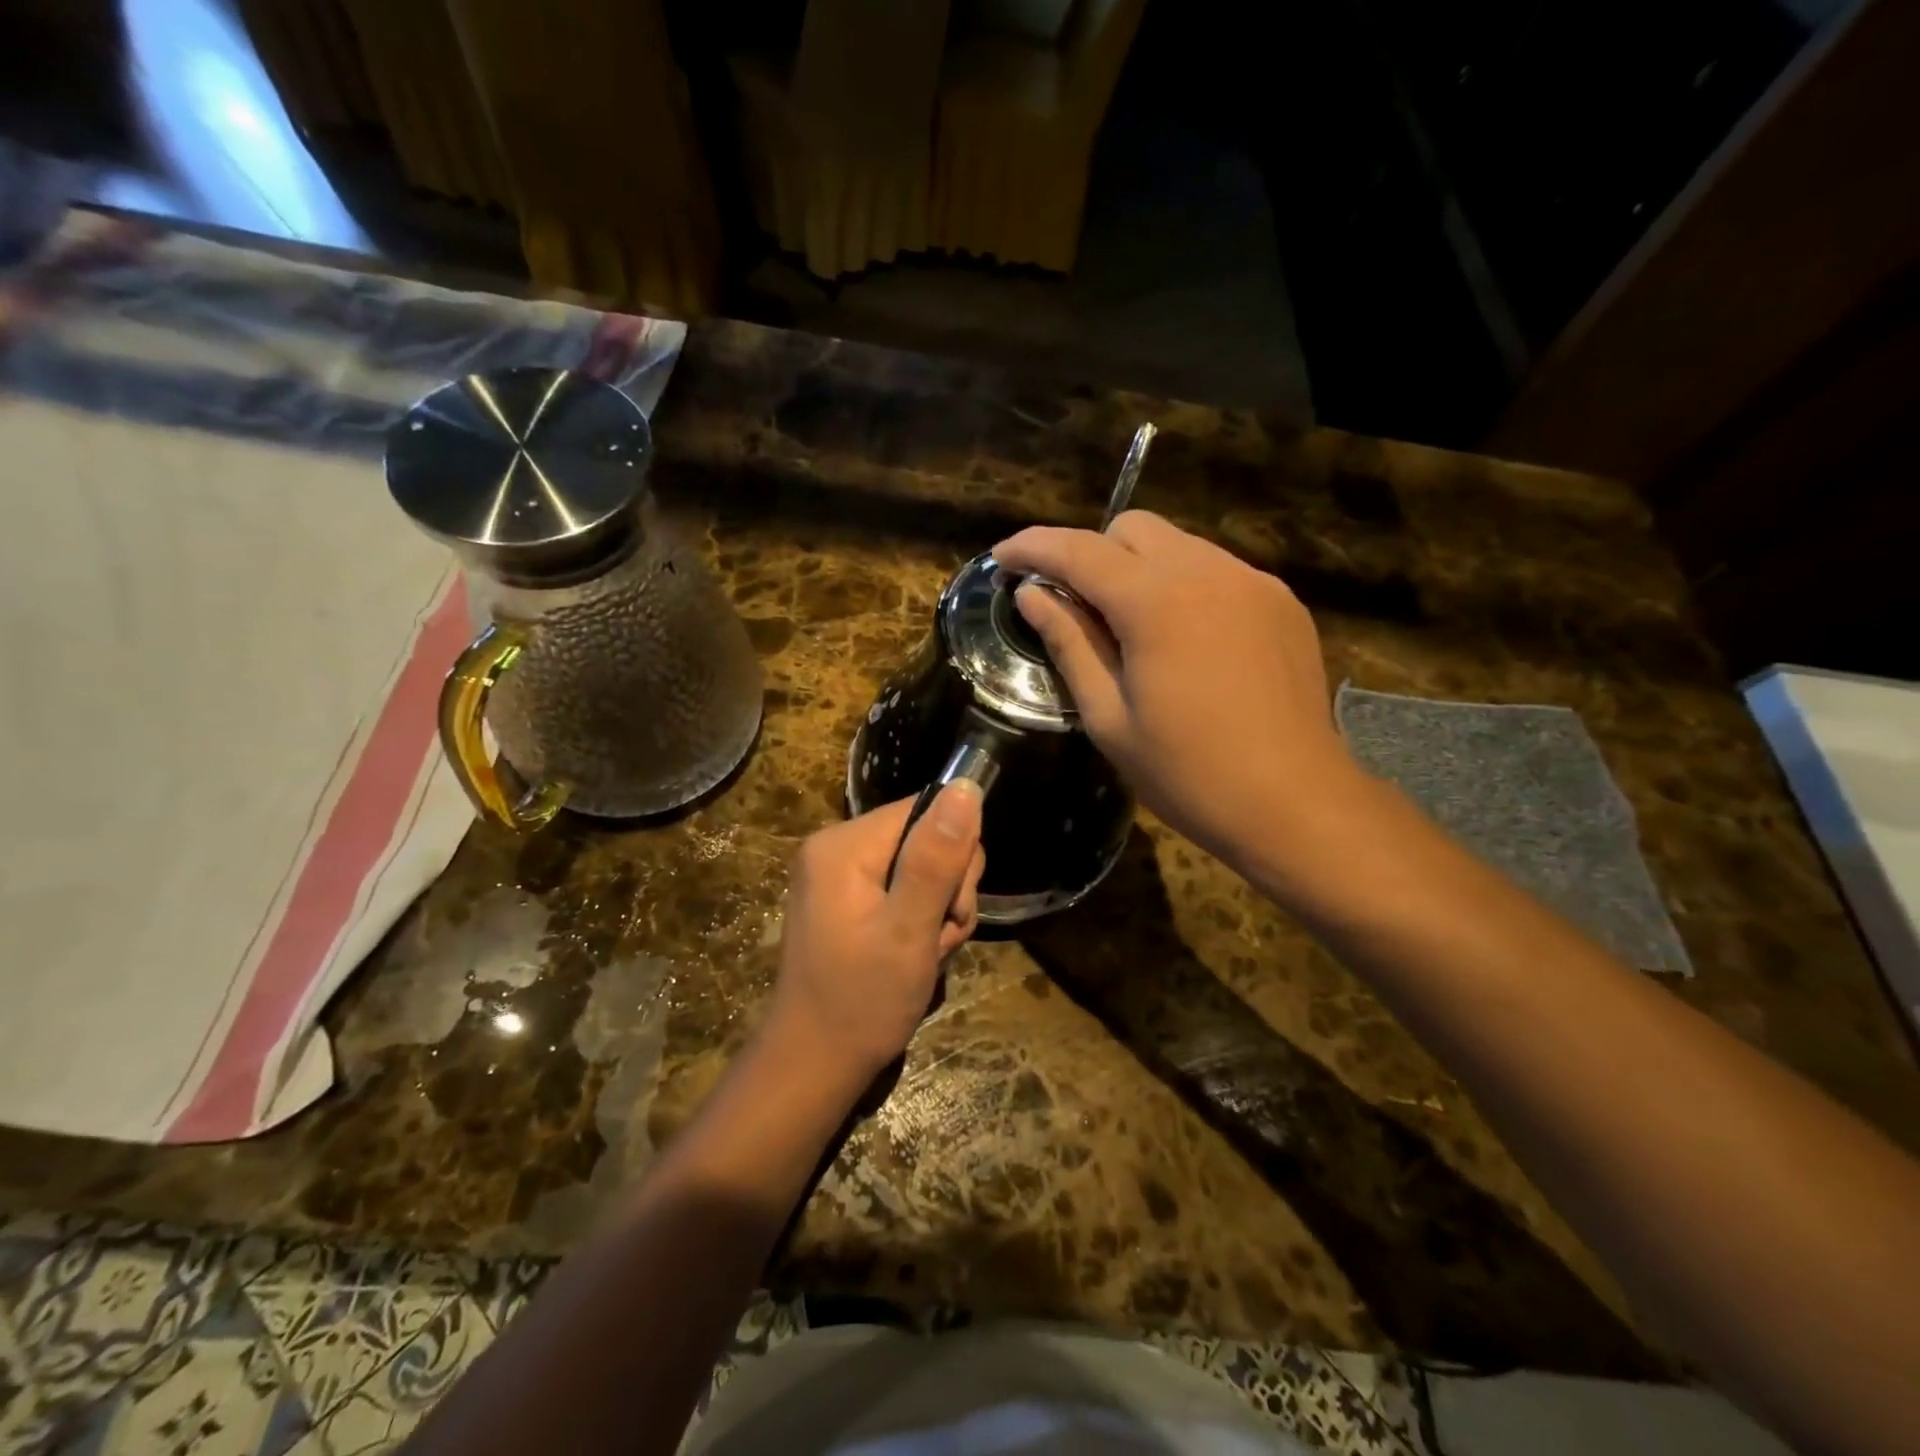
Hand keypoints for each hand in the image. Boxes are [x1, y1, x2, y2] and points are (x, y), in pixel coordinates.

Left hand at [764, 784, 985, 1083]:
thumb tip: (966, 786)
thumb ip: (937, 858)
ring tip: (924, 953)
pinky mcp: (846, 899)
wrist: (813, 1066)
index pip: (926, 810)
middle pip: (925, 837)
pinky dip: (919, 920)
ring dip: (939, 910)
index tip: (950, 908)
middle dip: (947, 890)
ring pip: (922, 867)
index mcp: (844, 845)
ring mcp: (838, 875)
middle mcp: (836, 848)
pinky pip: (902, 889)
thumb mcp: (910, 930)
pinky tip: (914, 955)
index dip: (954, 855)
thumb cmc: (862, 1002)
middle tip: (935, 938)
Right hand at [994, 511, 1366, 879]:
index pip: (1079, 551)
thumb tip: (1032, 596)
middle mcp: (1208, 571)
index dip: (1032, 548)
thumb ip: (1069, 644)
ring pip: (1177, 544)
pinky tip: (1185, 641)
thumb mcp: (1109, 717)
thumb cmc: (1188, 773)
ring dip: (1138, 569)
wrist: (1296, 803)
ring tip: (1130, 629)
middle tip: (1072, 607)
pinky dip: (1183, 587)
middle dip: (1090, 554)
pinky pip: (1216, 571)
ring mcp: (1252, 582)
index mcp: (1157, 602)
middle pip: (1132, 528)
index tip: (1001, 558)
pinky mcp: (1280, 602)